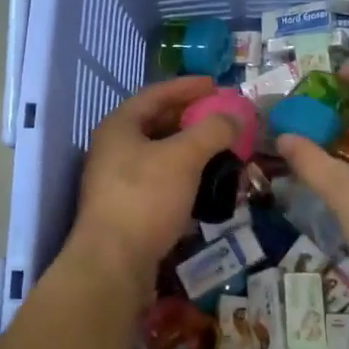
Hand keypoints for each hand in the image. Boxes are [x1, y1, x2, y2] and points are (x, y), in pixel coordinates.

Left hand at [67, 76, 237, 283]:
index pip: (157, 94)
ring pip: (161, 155)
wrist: (113, 264)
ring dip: (192, 150)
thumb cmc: (145, 198)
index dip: (188, 87)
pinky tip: (207, 185)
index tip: (217, 84)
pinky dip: (185, 177)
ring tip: (222, 151)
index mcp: (120, 126)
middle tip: (223, 118)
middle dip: (193, 119)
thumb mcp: (184, 157)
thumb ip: (213, 130)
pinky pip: (161, 182)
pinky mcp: (127, 209)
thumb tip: (235, 116)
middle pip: (158, 123)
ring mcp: (117, 181)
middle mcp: (114, 148)